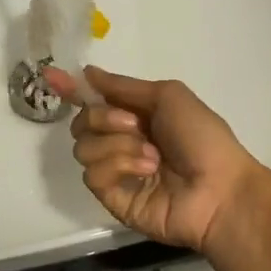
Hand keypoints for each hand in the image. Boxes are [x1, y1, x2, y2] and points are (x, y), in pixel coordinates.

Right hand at [46, 66, 267, 254]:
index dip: (72, 89)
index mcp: (136, 115)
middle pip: (82, 121)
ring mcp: (116, 171)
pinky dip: (118, 165)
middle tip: (135, 124)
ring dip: (118, 144)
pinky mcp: (113, 198)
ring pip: (83, 147)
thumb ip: (123, 86)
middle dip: (103, 117)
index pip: (94, 99)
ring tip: (151, 156)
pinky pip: (92, 174)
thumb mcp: (167, 96)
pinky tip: (146, 170)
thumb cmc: (202, 136)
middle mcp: (122, 140)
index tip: (51, 76)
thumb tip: (88, 72)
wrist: (219, 188)